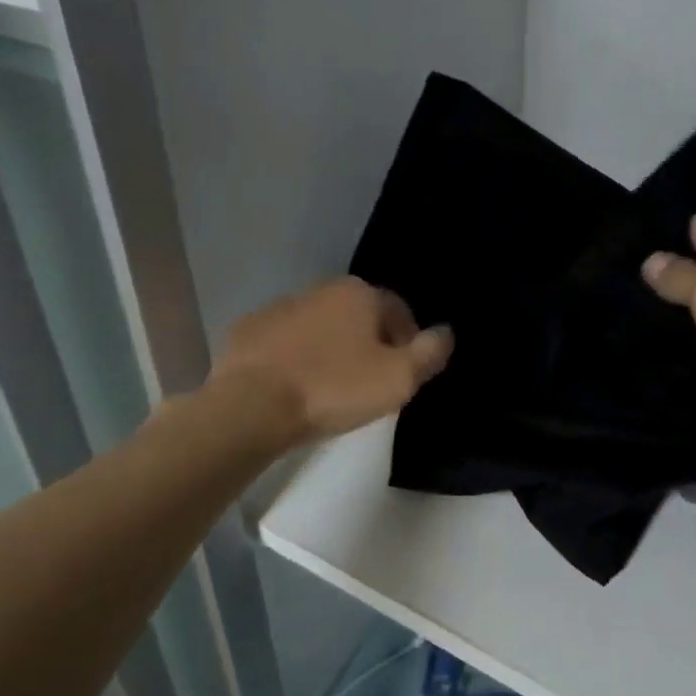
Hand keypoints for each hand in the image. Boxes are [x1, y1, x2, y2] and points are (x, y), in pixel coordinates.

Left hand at [211, 278, 452, 441]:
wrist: (252, 405)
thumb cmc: (334, 388)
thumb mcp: (398, 378)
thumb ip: (429, 352)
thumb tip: (447, 332)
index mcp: (359, 294)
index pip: (398, 310)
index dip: (408, 341)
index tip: (405, 373)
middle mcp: (320, 290)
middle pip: (358, 316)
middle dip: (369, 343)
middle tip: (372, 382)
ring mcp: (279, 308)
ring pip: (320, 327)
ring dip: (331, 349)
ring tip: (332, 388)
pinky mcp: (248, 332)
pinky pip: (285, 343)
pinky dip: (296, 358)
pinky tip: (296, 387)